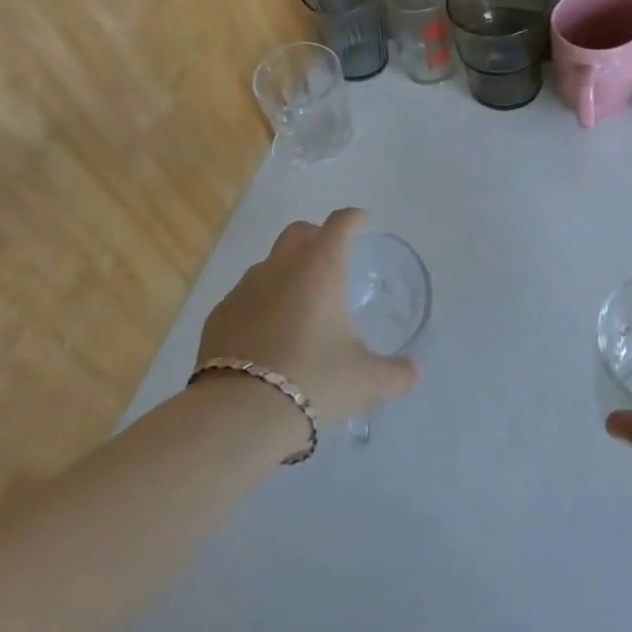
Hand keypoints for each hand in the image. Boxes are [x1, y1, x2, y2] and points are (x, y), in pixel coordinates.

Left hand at [195, 208, 417, 429]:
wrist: (240, 412)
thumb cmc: (314, 381)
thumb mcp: (366, 381)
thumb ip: (395, 373)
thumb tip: (411, 372)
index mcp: (321, 269)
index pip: (340, 224)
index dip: (353, 219)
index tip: (361, 222)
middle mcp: (281, 267)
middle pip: (298, 232)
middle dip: (316, 237)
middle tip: (330, 260)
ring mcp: (244, 288)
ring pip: (268, 264)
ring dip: (285, 272)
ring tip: (298, 306)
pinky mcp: (219, 314)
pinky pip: (244, 296)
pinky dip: (258, 305)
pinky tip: (265, 335)